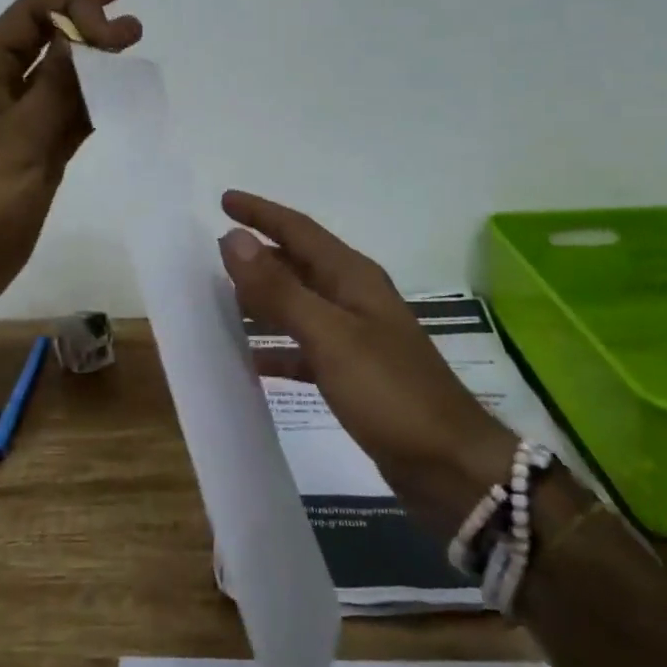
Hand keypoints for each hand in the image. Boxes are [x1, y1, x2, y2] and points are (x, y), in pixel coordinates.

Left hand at [0, 0, 140, 329]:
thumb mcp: (13, 141)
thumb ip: (55, 89)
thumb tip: (85, 35)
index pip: (30, 15)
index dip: (74, 4)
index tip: (117, 21)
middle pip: (48, 40)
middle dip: (88, 24)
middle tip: (133, 25)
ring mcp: (18, 126)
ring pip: (63, 81)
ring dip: (98, 67)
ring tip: (135, 55)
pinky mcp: (34, 158)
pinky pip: (70, 120)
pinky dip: (96, 107)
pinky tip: (124, 102)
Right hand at [217, 190, 518, 537]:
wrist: (452, 467)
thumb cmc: (390, 392)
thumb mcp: (330, 336)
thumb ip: (279, 289)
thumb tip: (233, 239)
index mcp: (352, 277)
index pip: (299, 230)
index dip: (261, 213)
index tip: (224, 200)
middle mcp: (354, 298)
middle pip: (299, 264)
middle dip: (260, 254)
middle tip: (214, 252)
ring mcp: (356, 337)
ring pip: (299, 305)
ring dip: (264, 299)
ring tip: (222, 299)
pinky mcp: (354, 375)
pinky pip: (305, 349)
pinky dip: (277, 349)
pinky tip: (250, 362)